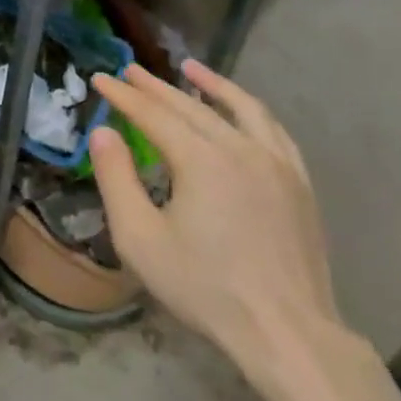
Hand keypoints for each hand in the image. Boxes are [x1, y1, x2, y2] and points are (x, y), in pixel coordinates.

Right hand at [87, 60, 345, 378]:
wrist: (286, 332)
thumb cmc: (204, 288)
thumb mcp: (140, 238)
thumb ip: (116, 179)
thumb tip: (103, 133)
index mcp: (201, 160)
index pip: (154, 114)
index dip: (123, 95)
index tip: (101, 78)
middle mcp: (241, 149)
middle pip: (192, 107)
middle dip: (157, 86)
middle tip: (130, 70)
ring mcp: (278, 164)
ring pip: (242, 109)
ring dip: (212, 85)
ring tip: (190, 68)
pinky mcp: (300, 184)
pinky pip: (273, 131)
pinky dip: (250, 111)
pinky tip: (242, 111)